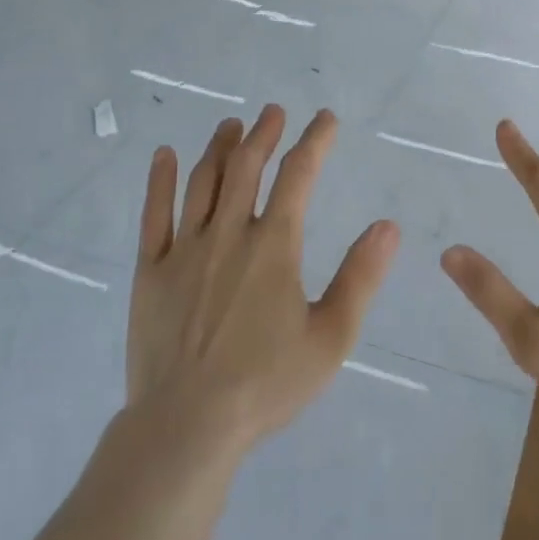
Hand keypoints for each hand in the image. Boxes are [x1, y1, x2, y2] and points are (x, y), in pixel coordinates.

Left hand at [130, 106, 398, 452]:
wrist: (186, 427)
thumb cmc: (266, 383)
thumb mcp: (331, 336)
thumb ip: (360, 277)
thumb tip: (387, 226)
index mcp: (274, 245)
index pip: (298, 175)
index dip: (314, 141)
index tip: (325, 120)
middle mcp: (229, 234)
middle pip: (247, 167)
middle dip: (264, 134)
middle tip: (274, 112)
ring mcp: (185, 250)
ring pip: (203, 182)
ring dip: (220, 147)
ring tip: (232, 125)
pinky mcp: (151, 271)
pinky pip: (154, 214)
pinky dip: (161, 180)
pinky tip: (165, 155)